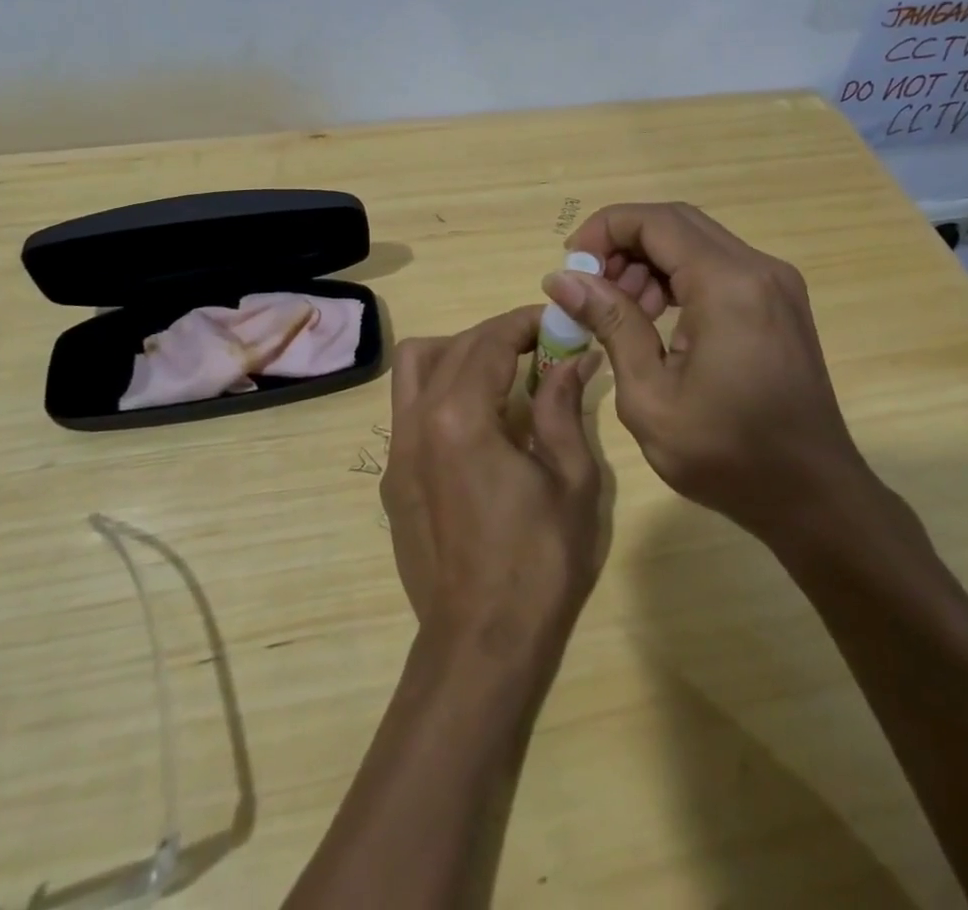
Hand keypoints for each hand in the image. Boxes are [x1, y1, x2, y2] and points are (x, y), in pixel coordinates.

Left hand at [381, 307, 605, 663]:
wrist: (481, 645)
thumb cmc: (538, 563)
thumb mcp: (571, 480)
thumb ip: (564, 408)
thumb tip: (574, 359)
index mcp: (459, 417)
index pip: (488, 340)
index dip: (524, 322)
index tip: (556, 323)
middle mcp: (416, 422)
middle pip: (451, 347)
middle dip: (497, 335)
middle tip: (540, 349)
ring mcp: (397, 451)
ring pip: (414, 369)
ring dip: (457, 354)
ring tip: (501, 375)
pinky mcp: (393, 478)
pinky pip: (410, 407)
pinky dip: (441, 390)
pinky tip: (479, 423)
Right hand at [542, 202, 868, 536]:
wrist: (814, 496)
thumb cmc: (727, 455)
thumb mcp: (650, 395)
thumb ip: (610, 324)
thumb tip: (563, 279)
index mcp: (728, 285)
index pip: (654, 221)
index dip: (603, 231)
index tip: (570, 267)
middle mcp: (758, 268)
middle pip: (676, 222)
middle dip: (622, 244)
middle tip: (589, 287)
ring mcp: (775, 282)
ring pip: (696, 241)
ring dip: (649, 261)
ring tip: (619, 309)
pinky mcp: (779, 301)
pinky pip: (717, 265)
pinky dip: (678, 276)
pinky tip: (656, 317)